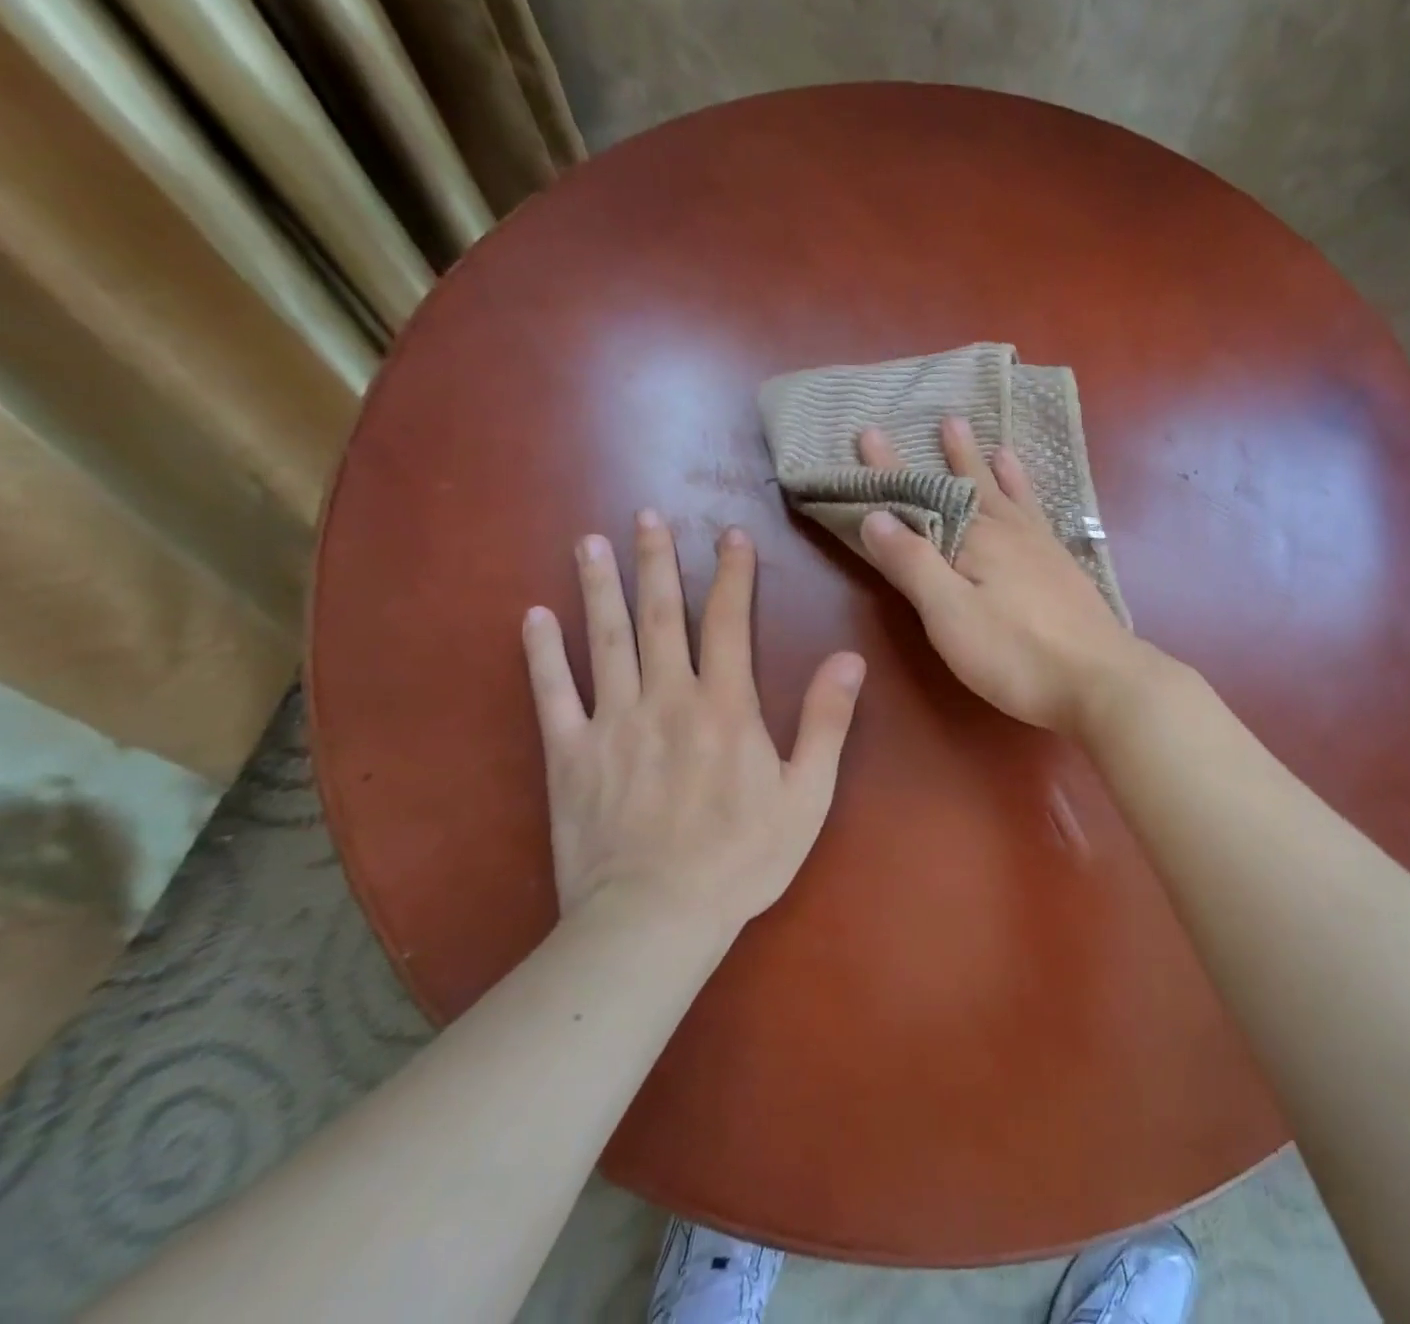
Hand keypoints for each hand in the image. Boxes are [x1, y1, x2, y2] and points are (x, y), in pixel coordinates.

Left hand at [521, 512, 865, 937]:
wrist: (653, 919)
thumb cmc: (741, 858)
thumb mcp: (806, 795)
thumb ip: (826, 722)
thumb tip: (850, 658)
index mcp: (724, 707)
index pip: (729, 622)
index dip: (732, 575)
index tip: (730, 536)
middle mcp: (666, 698)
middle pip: (660, 616)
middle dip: (656, 562)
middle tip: (647, 515)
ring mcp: (611, 723)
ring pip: (603, 639)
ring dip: (598, 586)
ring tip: (589, 541)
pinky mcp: (568, 754)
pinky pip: (551, 693)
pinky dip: (542, 652)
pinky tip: (534, 616)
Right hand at [857, 417, 1144, 735]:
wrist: (1101, 681)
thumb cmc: (1016, 653)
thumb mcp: (950, 613)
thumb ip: (913, 563)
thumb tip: (875, 514)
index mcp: (976, 539)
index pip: (922, 495)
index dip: (890, 468)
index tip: (870, 431)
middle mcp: (1010, 532)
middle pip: (974, 486)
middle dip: (955, 455)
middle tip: (949, 418)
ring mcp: (1043, 550)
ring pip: (1014, 498)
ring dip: (999, 470)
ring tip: (997, 445)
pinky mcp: (1065, 571)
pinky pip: (1041, 518)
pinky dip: (1033, 502)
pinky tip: (1036, 506)